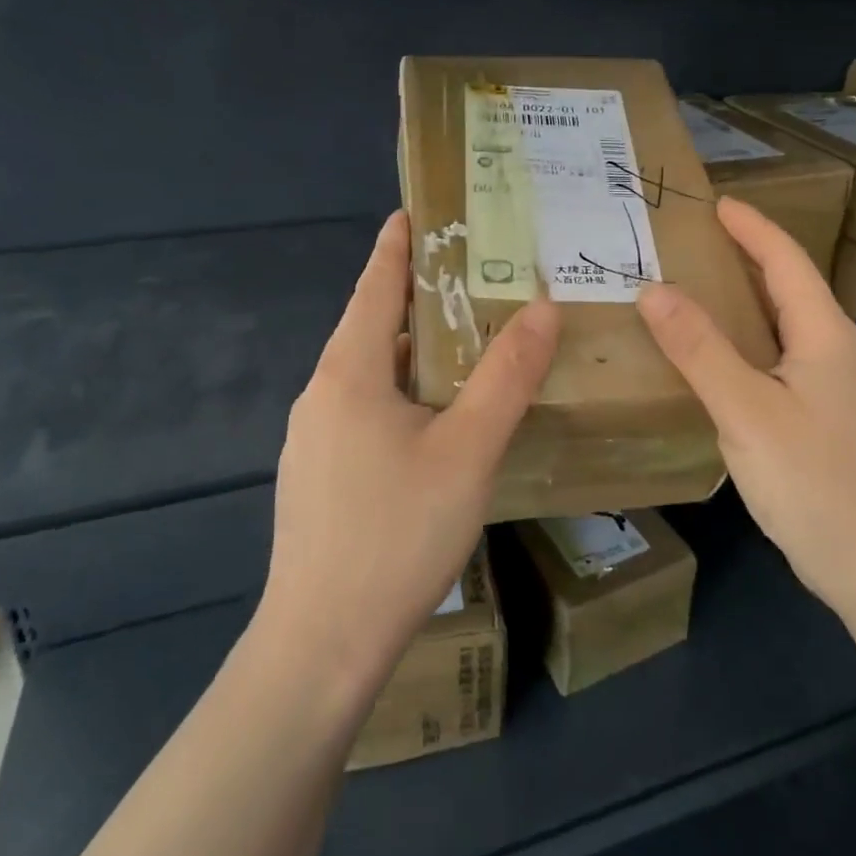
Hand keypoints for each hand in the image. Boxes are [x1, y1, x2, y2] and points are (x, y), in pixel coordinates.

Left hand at [260, 211, 559, 692]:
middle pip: (372, 327)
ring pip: (370, 373)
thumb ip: (506, 377)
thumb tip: (541, 307)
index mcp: (349, 373)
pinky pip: (364, 409)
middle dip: (417, 296)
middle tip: (472, 276)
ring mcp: (314, 439)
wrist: (321, 645)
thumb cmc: (397, 535)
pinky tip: (435, 419)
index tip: (414, 210)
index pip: (374, 287)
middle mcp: (322, 395)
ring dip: (413, 349)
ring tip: (465, 341)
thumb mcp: (468, 451)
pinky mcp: (319, 476)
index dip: (396, 245)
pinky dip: (402, 391)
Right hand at [635, 196, 855, 608]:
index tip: (713, 203)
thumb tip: (653, 290)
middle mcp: (833, 350)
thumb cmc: (816, 481)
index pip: (786, 260)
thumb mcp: (747, 411)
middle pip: (786, 287)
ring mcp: (831, 387)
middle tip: (690, 243)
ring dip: (741, 301)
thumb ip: (700, 349)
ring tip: (692, 291)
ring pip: (781, 325)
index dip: (751, 227)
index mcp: (824, 333)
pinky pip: (776, 360)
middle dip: (744, 257)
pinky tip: (713, 360)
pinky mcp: (821, 418)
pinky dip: (743, 342)